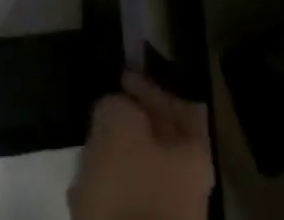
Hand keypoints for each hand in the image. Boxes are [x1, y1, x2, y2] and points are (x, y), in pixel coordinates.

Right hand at [69, 71, 213, 219]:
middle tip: (105, 107)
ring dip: (117, 154)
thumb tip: (116, 109)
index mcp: (197, 159)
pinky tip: (87, 180)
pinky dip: (109, 186)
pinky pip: (127, 201)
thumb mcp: (118, 122)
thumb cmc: (129, 185)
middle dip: (133, 122)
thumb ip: (118, 103)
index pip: (184, 108)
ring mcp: (170, 218)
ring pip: (142, 171)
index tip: (123, 77)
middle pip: (163, 141)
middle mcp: (192, 190)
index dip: (153, 88)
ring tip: (91, 142)